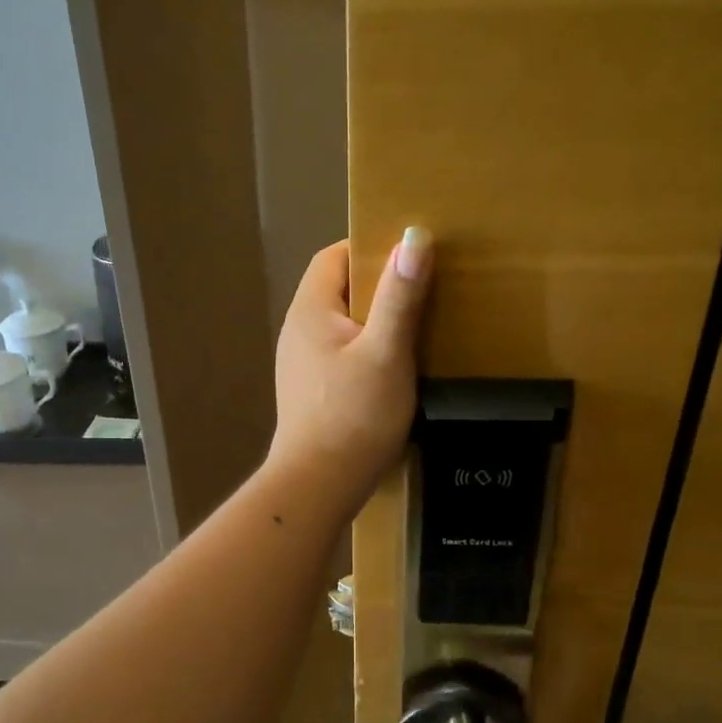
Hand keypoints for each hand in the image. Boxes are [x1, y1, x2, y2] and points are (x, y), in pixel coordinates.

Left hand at [268, 228, 432, 510]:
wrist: (318, 485)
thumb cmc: (354, 415)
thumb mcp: (386, 352)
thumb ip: (400, 296)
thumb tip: (414, 237)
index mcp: (310, 310)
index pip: (334, 257)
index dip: (369, 247)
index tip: (409, 253)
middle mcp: (298, 331)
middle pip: (338, 289)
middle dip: (378, 283)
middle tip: (423, 286)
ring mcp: (301, 364)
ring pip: (342, 324)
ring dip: (376, 319)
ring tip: (417, 323)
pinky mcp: (312, 391)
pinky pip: (342, 353)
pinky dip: (368, 348)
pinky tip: (396, 365)